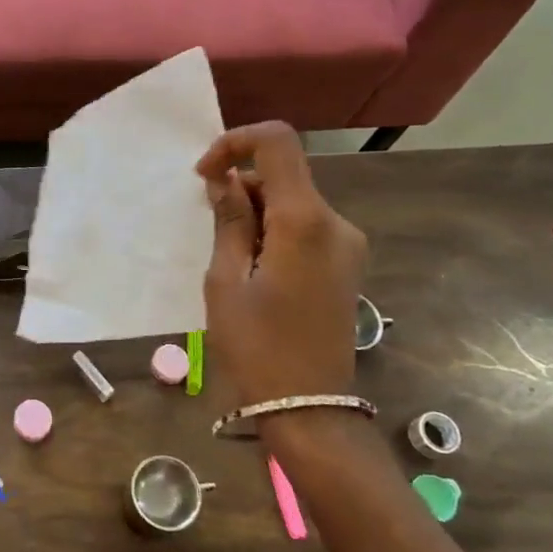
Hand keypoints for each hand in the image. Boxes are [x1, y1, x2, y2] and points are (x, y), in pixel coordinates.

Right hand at [196, 122, 368, 417]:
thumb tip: (226, 179)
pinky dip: (274, 231)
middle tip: (209, 228)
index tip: (205, 174)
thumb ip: (229, 220)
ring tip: (231, 261)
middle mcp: (336, 223)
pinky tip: (255, 271)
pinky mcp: (347, 265)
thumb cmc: (257, 346)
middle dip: (241, 188)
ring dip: (256, 213)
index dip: (236, 142)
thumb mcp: (226, 280)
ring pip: (293, 202)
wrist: (310, 409)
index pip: (277, 143)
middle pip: (284, 175)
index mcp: (305, 221)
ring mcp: (347, 245)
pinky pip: (305, 228)